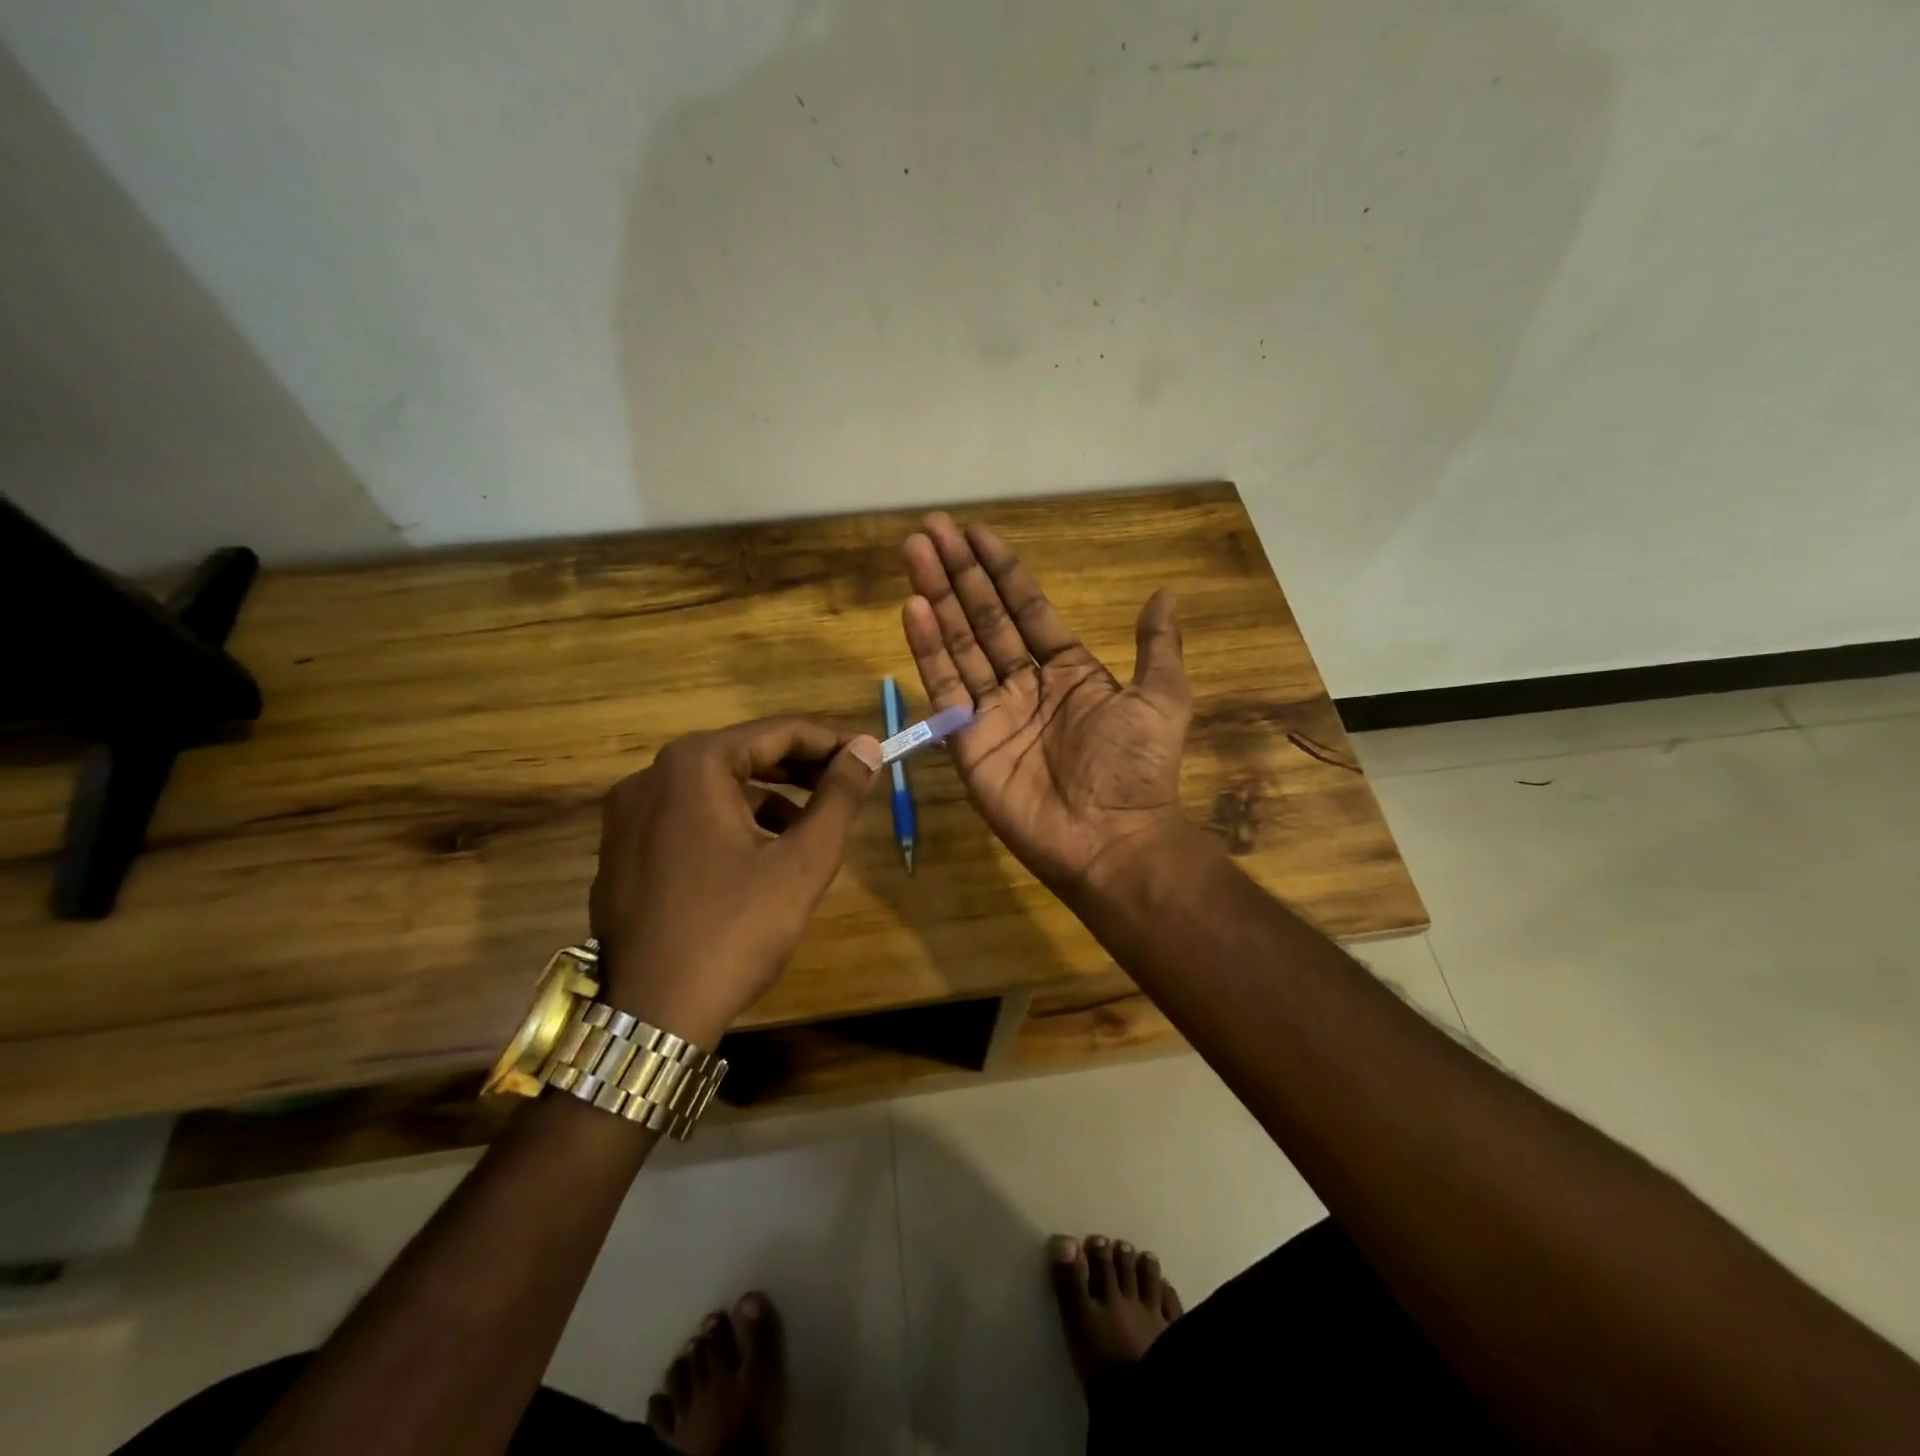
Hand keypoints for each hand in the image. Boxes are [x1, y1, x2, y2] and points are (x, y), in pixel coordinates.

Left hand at [588, 718, 880, 1047]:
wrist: (652, 1015)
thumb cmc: (735, 930)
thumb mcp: (802, 862)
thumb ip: (839, 797)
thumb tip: (867, 748)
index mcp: (694, 766)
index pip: (777, 732)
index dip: (831, 741)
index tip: (870, 755)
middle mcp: (651, 776)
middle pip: (743, 754)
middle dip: (800, 768)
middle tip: (847, 785)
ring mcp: (627, 814)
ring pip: (715, 787)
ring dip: (767, 797)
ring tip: (809, 825)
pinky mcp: (620, 850)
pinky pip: (687, 815)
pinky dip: (729, 821)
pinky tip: (758, 854)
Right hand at [901, 513, 1191, 894]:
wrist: (1112, 838)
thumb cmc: (1136, 767)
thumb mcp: (1161, 698)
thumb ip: (1157, 646)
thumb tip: (1165, 594)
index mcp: (1067, 670)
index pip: (1026, 608)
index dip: (1002, 570)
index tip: (976, 532)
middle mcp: (1024, 684)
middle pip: (984, 618)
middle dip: (959, 573)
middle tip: (931, 528)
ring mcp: (991, 711)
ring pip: (959, 643)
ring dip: (937, 597)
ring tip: (915, 551)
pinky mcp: (966, 741)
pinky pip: (945, 688)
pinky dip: (927, 649)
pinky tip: (913, 608)